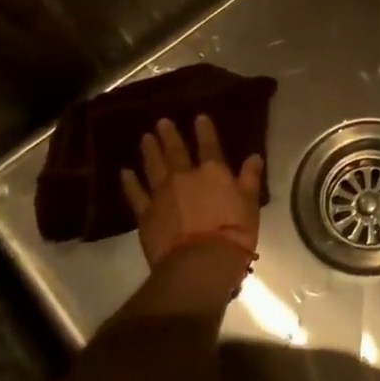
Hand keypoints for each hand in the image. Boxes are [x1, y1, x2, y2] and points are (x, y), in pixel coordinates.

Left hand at [121, 114, 262, 269]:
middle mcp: (185, 176)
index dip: (204, 130)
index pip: (209, 145)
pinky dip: (130, 182)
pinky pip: (136, 194)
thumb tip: (254, 156)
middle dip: (169, 135)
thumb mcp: (250, 203)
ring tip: (145, 138)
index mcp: (213, 171)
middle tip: (161, 122)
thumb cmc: (233, 232)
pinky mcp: (146, 214)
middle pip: (175, 151)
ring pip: (154, 166)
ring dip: (149, 150)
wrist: (200, 263)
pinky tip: (125, 172)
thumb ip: (250, 178)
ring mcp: (162, 194)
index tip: (198, 117)